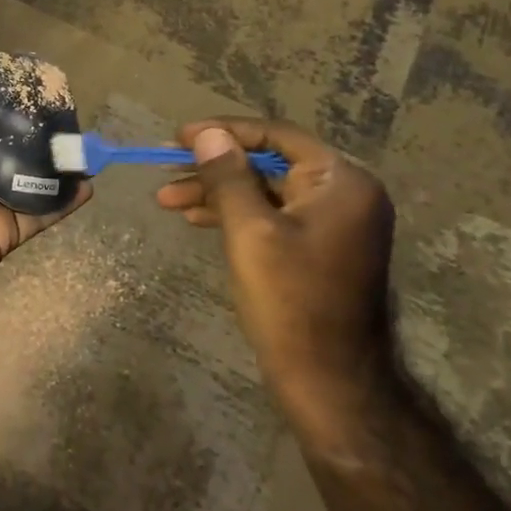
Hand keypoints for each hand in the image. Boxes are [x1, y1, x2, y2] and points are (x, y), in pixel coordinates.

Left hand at [0, 93, 91, 326]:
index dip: (3, 110)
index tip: (33, 93)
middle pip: (6, 151)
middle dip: (34, 136)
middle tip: (68, 118)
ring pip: (26, 181)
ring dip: (54, 167)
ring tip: (83, 148)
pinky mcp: (5, 234)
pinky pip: (37, 214)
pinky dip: (62, 202)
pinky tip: (87, 186)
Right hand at [156, 119, 396, 438]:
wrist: (328, 379)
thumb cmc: (290, 300)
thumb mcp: (249, 231)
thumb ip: (228, 176)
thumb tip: (208, 133)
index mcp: (341, 181)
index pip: (276, 136)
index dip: (223, 131)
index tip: (178, 136)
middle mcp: (345, 193)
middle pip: (269, 163)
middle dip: (214, 168)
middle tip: (166, 169)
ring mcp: (333, 222)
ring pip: (265, 191)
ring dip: (217, 192)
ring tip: (167, 200)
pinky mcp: (318, 246)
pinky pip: (273, 215)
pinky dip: (236, 215)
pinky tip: (196, 218)